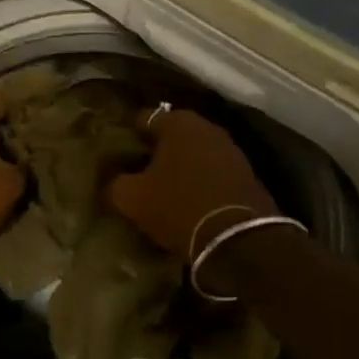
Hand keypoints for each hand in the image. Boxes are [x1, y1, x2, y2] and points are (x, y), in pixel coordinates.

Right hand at [107, 108, 277, 257]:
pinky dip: (200, 181)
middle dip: (156, 151)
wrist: (237, 238)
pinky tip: (189, 200)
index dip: (127, 137)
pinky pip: (213, 172)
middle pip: (172, 135)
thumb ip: (115, 184)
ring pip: (194, 153)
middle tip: (138, 172)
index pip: (143, 119)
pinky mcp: (246, 174)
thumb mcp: (132, 199)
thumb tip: (112, 183)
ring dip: (181, 166)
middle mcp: (207, 127)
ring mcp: (231, 149)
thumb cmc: (178, 207)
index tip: (117, 156)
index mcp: (178, 122)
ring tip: (163, 189)